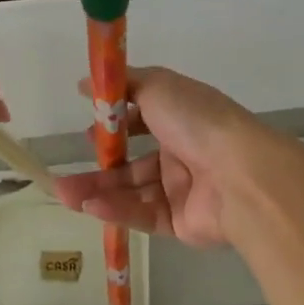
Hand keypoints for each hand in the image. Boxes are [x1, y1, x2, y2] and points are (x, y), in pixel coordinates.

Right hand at [51, 66, 266, 247]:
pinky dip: (117, 208)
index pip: (143, 119)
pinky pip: (143, 214)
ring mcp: (182, 189)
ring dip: (98, 189)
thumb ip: (123, 85)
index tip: (89, 124)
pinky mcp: (180, 222)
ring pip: (132, 189)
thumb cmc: (196, 120)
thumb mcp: (157, 86)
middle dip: (100, 164)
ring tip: (63, 192)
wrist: (240, 174)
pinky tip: (89, 205)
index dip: (116, 123)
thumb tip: (85, 83)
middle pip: (133, 160)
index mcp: (180, 117)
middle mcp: (182, 151)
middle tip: (68, 169)